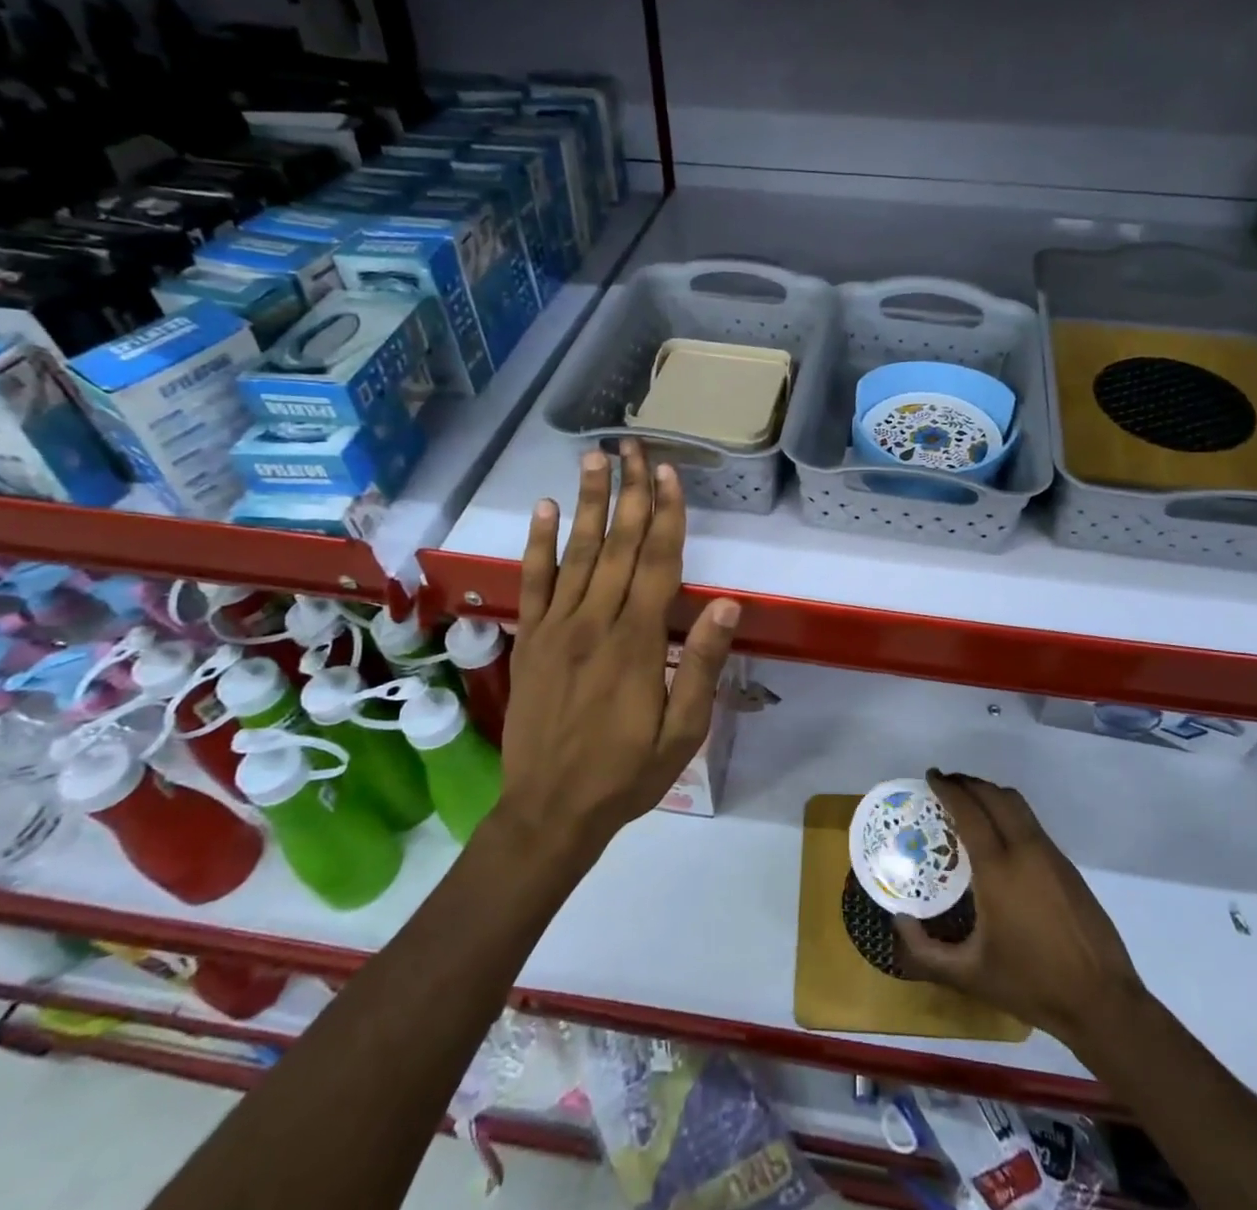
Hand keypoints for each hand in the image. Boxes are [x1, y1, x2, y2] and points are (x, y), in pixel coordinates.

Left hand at [494, 442, 740, 863]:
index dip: (666, 514)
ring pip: (577, 552)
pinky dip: (538, 543)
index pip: (657, 562)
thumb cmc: (627, 773)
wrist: (550, 811)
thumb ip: (701, 666)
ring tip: (595, 458)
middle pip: (617, 544)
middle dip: (630, 491)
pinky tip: (544, 509)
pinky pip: (533, 581)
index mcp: (637, 642)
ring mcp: (557, 627)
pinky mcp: (531, 639)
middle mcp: (595, 621)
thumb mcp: (682, 732)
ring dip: (587, 501)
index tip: (669, 473)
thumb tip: (725, 605)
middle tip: (634, 445)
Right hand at [896, 769, 1144, 1044]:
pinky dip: (1009, 812)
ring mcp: (1050, 854)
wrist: (1101, 1001)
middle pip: (994, 796)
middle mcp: (1025, 850)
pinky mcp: (1067, 865)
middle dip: (968, 783)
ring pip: (1016, 804)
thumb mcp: (969, 976)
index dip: (948, 789)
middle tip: (945, 784)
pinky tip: (999, 833)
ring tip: (969, 802)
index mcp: (998, 869)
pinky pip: (1031, 822)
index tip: (931, 776)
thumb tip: (899, 921)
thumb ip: (926, 952)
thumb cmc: (1031, 984)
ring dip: (990, 793)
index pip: (969, 811)